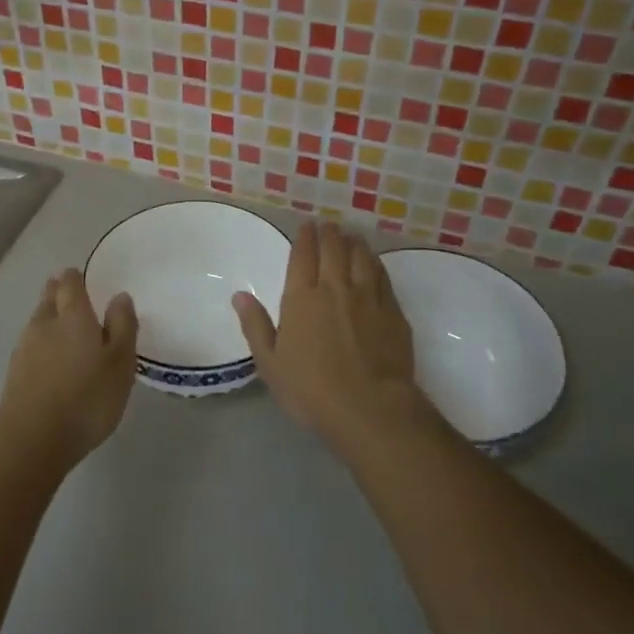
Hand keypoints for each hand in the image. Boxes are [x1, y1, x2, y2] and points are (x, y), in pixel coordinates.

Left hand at [0, 269, 138, 469]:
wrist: (33, 442)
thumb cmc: (87, 400)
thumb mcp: (121, 364)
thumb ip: (123, 326)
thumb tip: (119, 296)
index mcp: (73, 317)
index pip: (70, 283)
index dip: (75, 277)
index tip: (82, 277)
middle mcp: (44, 324)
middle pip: (49, 298)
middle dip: (58, 292)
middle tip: (72, 295)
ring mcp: (24, 348)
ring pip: (37, 320)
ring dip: (49, 316)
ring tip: (64, 325)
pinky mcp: (14, 373)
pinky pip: (30, 345)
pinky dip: (41, 343)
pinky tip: (50, 358)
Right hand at [233, 221, 436, 458]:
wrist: (370, 408)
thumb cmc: (311, 389)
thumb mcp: (270, 363)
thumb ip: (255, 325)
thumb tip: (240, 295)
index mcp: (301, 299)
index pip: (302, 257)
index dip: (304, 238)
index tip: (307, 226)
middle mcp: (335, 288)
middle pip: (333, 250)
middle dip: (329, 234)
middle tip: (328, 225)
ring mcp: (368, 298)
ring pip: (361, 258)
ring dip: (354, 243)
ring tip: (351, 236)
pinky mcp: (393, 312)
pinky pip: (383, 277)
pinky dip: (376, 263)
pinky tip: (374, 262)